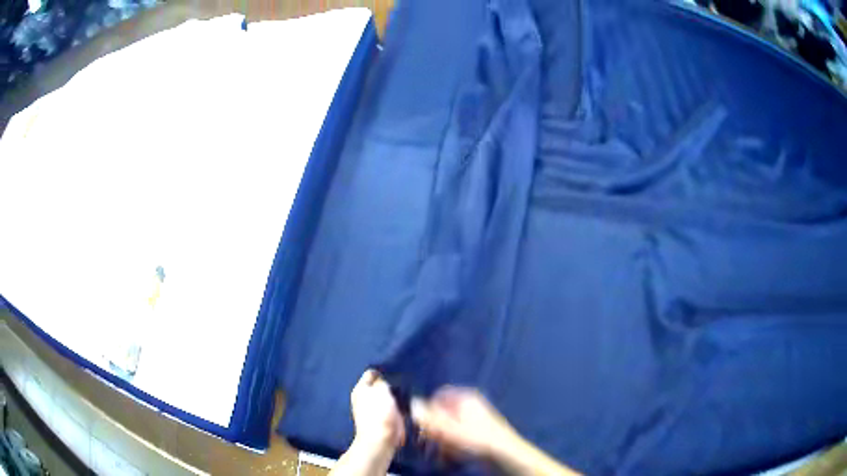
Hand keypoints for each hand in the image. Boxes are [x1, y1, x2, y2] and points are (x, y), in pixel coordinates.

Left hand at [350, 369, 405, 452]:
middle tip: (403, 385)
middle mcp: (366, 398)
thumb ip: (382, 382)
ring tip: (406, 395)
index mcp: (361, 389)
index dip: (384, 372)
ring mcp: (375, 409)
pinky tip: (407, 405)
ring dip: (397, 396)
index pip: (372, 374)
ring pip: (389, 396)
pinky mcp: (385, 419)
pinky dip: (401, 406)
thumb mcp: (380, 391)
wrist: (381, 440)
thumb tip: (384, 380)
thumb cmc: (378, 414)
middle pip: (381, 385)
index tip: (396, 374)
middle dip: (391, 385)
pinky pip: (395, 407)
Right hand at [411, 386, 518, 459]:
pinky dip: (452, 446)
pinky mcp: (478, 434)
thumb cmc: (476, 439)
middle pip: (442, 414)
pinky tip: (451, 457)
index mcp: (464, 397)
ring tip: (441, 453)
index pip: (438, 396)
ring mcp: (475, 420)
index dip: (427, 410)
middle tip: (428, 443)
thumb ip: (428, 417)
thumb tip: (412, 402)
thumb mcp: (448, 429)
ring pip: (449, 428)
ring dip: (441, 441)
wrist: (505, 455)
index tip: (421, 426)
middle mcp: (470, 405)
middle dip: (434, 430)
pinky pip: (458, 437)